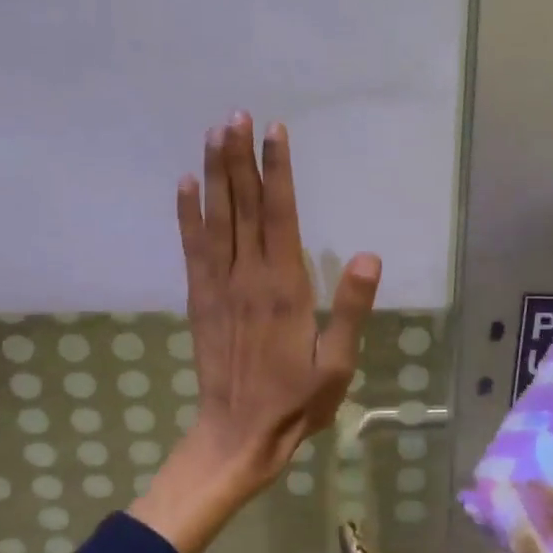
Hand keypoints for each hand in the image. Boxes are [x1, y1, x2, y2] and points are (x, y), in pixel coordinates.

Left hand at [128, 114, 380, 552]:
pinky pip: (192, 249)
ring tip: (214, 133)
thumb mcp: (337, 364)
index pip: (280, 215)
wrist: (237, 437)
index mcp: (284, 287)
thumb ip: (349, 309)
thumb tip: (367, 256)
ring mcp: (218, 285)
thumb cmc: (297, 402)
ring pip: (216, 218)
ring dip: (215, 174)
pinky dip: (187, 215)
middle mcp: (248, 276)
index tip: (274, 132)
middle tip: (236, 115)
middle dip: (240, 157)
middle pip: (243, 206)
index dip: (277, 171)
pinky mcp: (199, 298)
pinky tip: (185, 184)